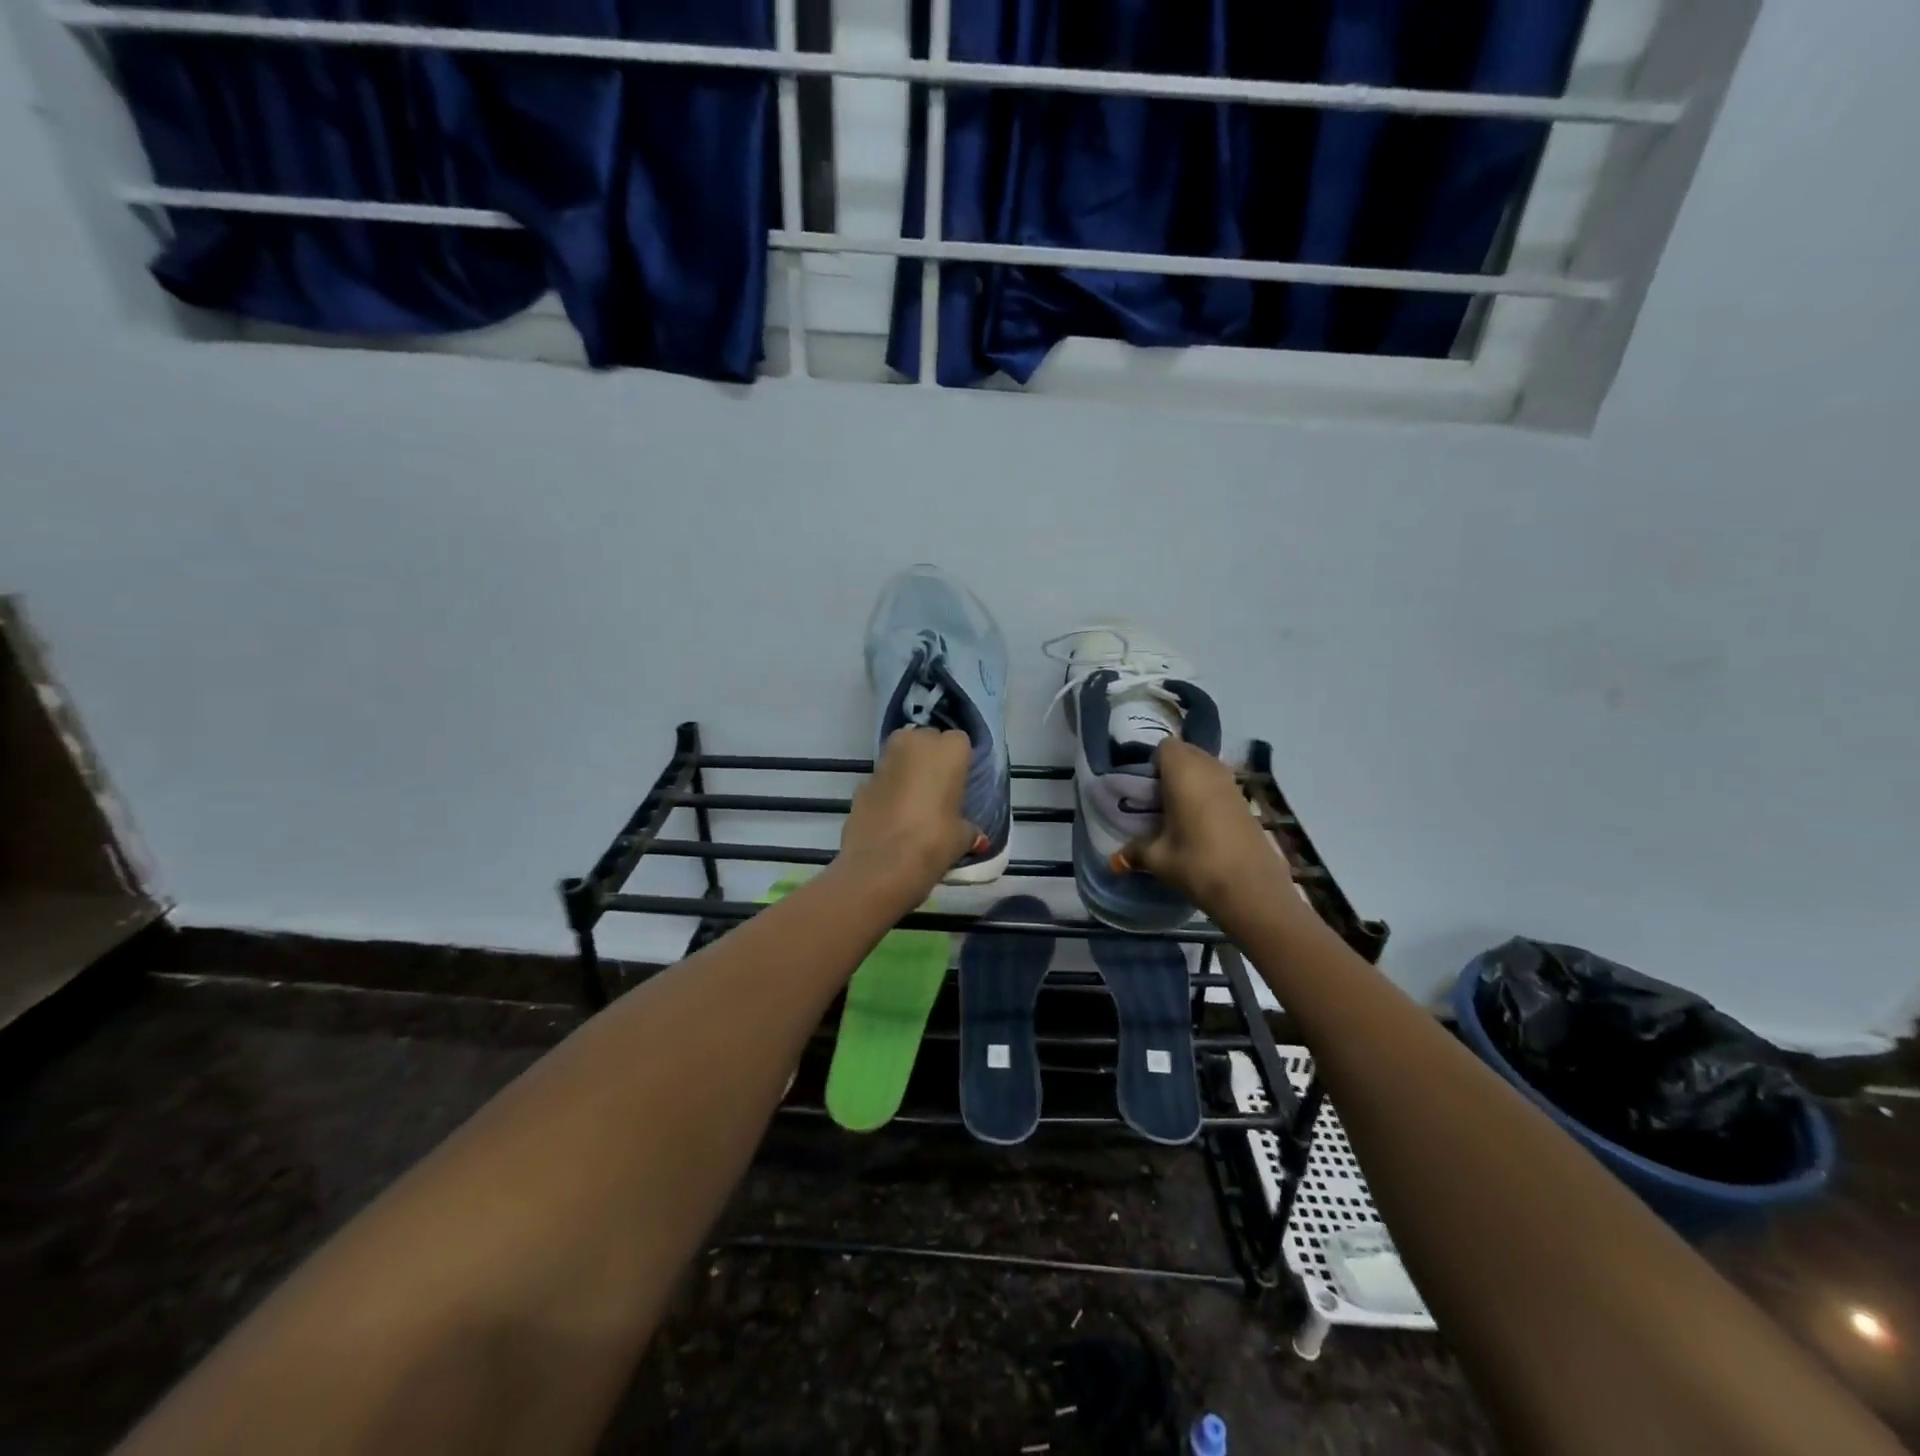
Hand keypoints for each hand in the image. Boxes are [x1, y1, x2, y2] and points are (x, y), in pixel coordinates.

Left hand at [838, 727, 978, 894]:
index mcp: (948, 750)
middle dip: (930, 758)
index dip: (959, 762)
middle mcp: (914, 744)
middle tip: (937, 790)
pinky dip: (886, 792)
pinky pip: (881, 780)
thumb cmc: (933, 842)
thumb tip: (975, 836)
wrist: (880, 865)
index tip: (959, 784)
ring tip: (914, 804)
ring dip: (906, 771)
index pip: (959, 742)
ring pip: (900, 756)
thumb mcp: (961, 838)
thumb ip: (968, 829)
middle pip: (926, 740)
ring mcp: (883, 762)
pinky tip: (890, 818)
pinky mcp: (861, 783)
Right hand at [1118, 738, 1283, 916]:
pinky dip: (1208, 794)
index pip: (1165, 747)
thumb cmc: (1197, 862)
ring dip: (1192, 781)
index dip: (1153, 763)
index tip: (1144, 788)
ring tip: (1177, 811)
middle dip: (1171, 769)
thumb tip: (1115, 860)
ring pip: (1206, 768)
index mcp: (1183, 771)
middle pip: (1187, 753)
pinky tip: (1200, 823)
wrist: (1252, 888)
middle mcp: (1209, 768)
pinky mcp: (1245, 801)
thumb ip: (1135, 851)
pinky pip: (1220, 785)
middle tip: (1157, 799)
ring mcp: (1231, 784)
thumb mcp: (1158, 859)